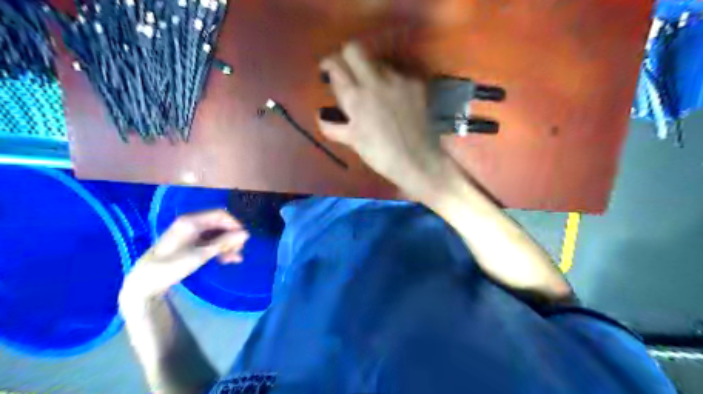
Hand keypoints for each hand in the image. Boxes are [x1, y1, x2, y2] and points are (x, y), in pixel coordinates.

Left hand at [120, 210, 249, 302]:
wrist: (145, 283)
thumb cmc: (172, 266)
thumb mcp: (201, 255)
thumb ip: (225, 243)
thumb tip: (246, 234)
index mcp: (192, 221)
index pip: (221, 214)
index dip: (235, 225)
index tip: (243, 240)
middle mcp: (191, 223)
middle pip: (219, 224)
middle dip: (231, 237)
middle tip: (238, 252)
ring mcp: (189, 233)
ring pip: (216, 234)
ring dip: (226, 245)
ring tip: (234, 260)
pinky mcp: (188, 243)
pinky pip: (209, 241)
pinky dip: (218, 249)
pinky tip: (225, 260)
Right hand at [318, 42, 442, 194]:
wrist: (418, 160)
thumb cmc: (381, 155)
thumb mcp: (352, 141)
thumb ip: (332, 126)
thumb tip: (319, 115)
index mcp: (355, 97)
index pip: (335, 65)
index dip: (328, 65)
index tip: (328, 72)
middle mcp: (375, 81)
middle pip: (354, 49)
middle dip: (346, 57)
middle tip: (348, 74)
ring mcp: (398, 80)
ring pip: (378, 61)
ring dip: (370, 71)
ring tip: (374, 90)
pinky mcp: (415, 84)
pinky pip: (398, 74)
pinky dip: (392, 82)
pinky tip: (395, 99)